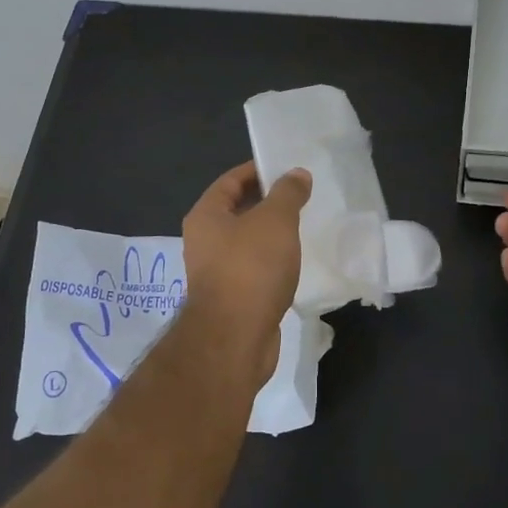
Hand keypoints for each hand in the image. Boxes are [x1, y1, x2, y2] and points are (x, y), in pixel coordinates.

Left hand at [181, 160, 311, 379]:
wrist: (235, 339)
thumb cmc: (250, 269)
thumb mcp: (275, 221)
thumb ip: (287, 193)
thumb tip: (297, 174)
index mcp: (206, 216)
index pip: (231, 180)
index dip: (258, 170)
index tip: (287, 168)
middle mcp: (204, 241)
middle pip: (237, 210)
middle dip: (268, 202)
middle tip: (302, 196)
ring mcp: (216, 272)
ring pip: (247, 242)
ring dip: (271, 234)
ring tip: (303, 226)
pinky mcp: (232, 298)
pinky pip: (254, 268)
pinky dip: (272, 261)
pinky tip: (295, 262)